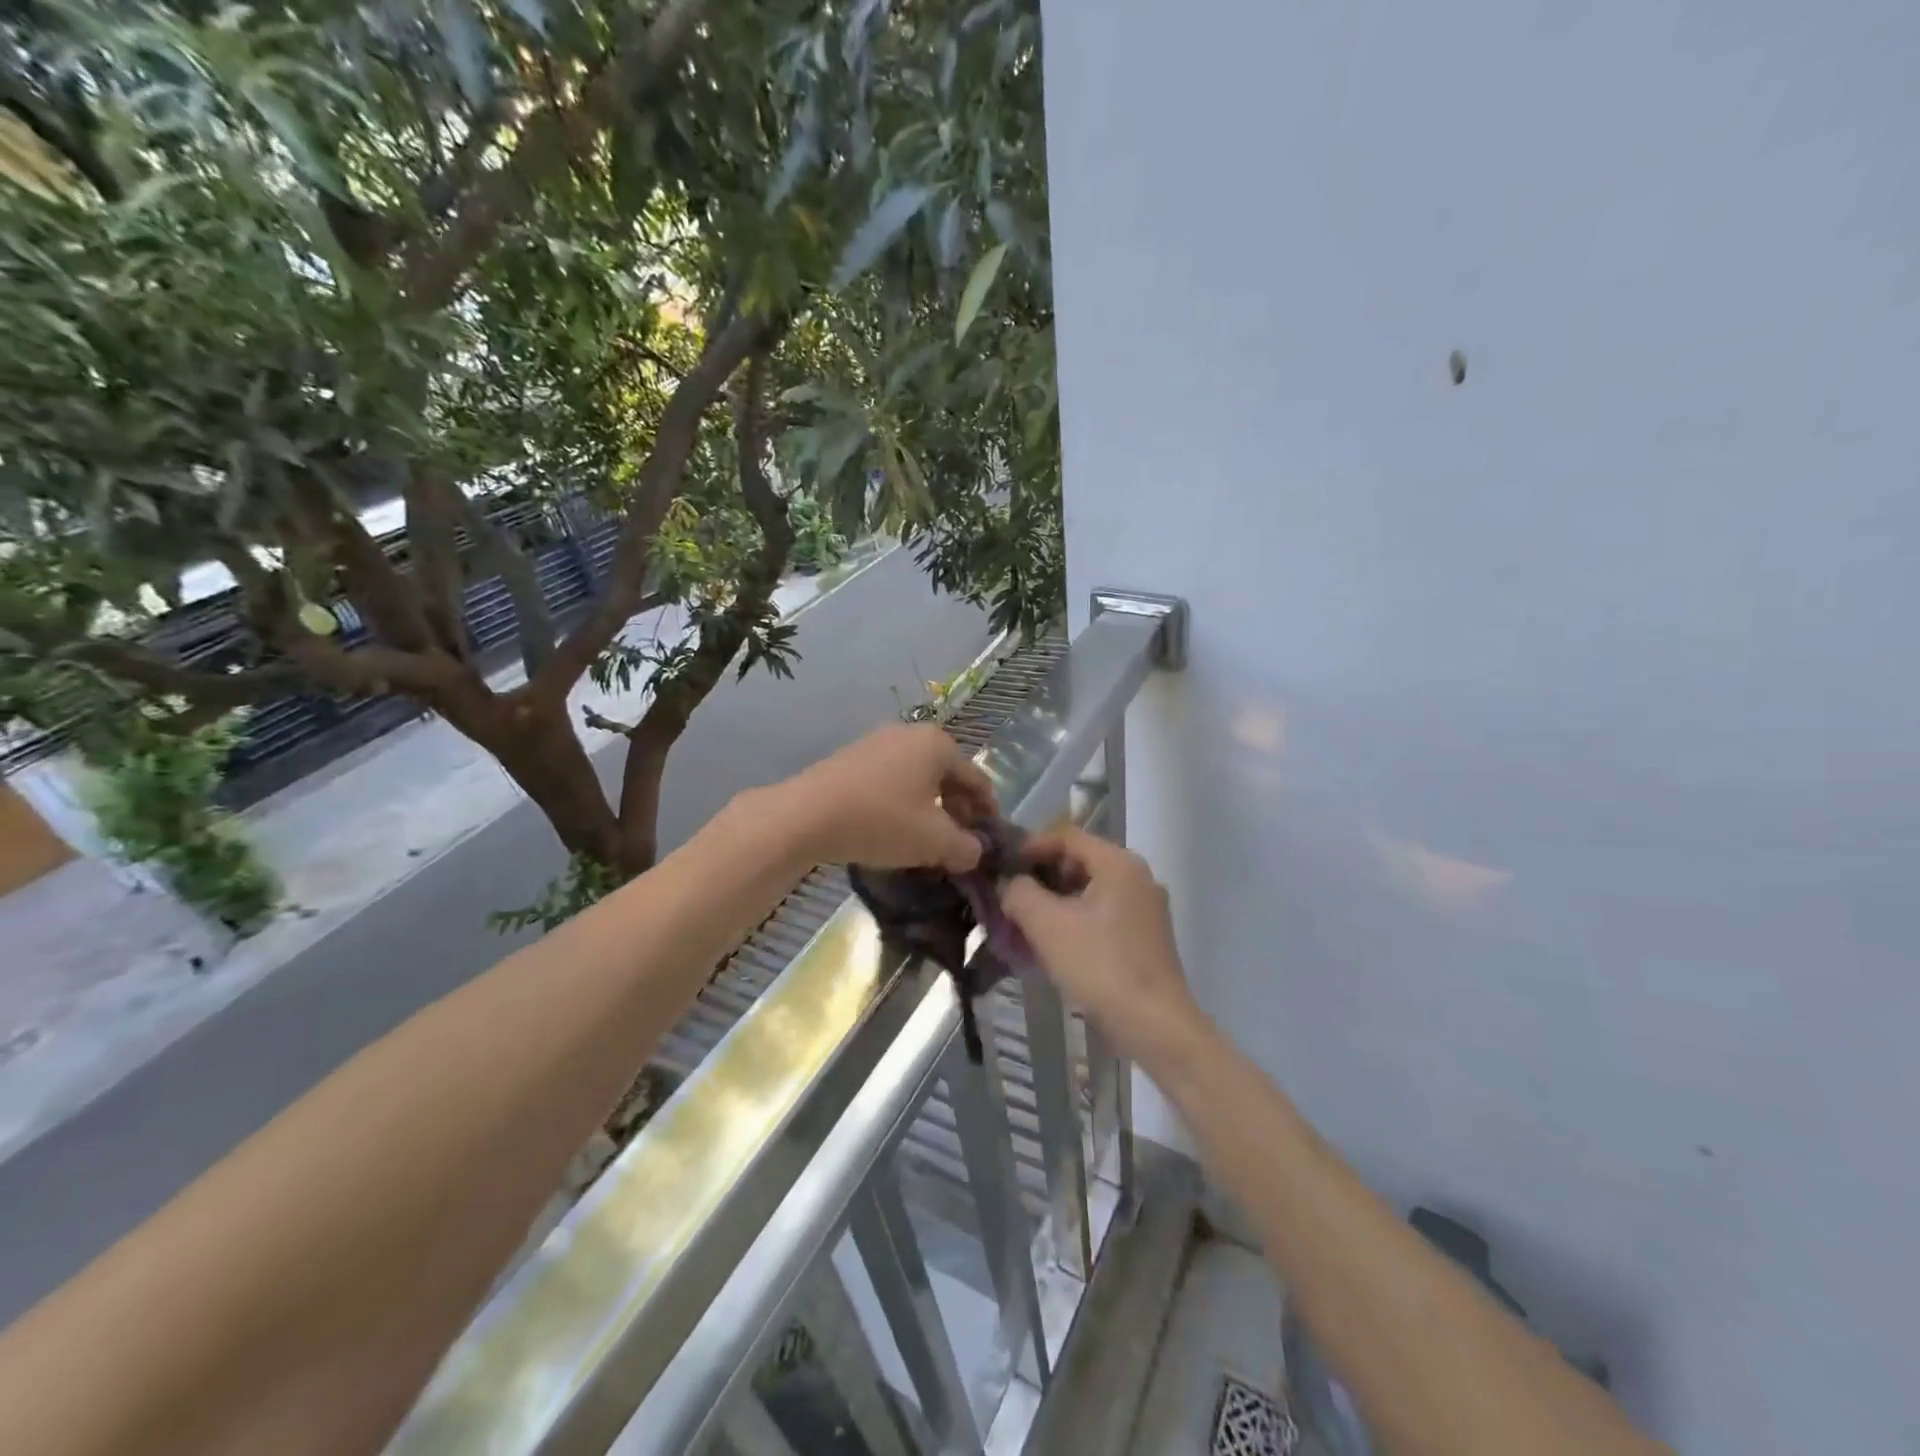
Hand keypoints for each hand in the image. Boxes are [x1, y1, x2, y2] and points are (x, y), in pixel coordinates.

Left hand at [777, 723, 998, 871]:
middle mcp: (911, 734)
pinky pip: (891, 781)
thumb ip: (966, 848)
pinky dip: (902, 804)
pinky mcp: (852, 758)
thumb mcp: (934, 842)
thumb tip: (975, 852)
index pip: (978, 780)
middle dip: (957, 812)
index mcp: (939, 745)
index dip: (988, 814)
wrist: (806, 815)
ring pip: (918, 780)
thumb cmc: (881, 821)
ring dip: (929, 810)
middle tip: (960, 845)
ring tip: (927, 842)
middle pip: (947, 777)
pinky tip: (894, 830)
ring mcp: (877, 742)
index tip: (990, 842)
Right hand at [1001, 826, 1206, 1068]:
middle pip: (1078, 861)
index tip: (1001, 870)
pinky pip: (1101, 915)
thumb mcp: (1047, 925)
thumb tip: (1008, 882)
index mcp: (1118, 863)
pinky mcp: (1145, 937)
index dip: (1029, 847)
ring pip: (1088, 891)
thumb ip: (1019, 892)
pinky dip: (1073, 921)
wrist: (1155, 1027)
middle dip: (1039, 878)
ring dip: (1053, 903)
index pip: (1066, 836)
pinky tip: (1051, 946)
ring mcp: (1145, 908)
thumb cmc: (1100, 966)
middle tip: (1008, 899)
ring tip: (1022, 926)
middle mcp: (1137, 877)